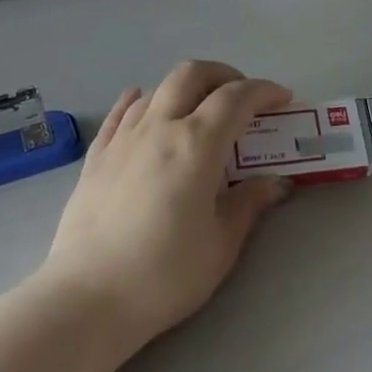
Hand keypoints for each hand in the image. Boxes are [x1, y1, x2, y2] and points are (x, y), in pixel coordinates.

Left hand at [42, 61, 291, 342]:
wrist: (89, 297)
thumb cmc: (165, 273)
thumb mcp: (221, 244)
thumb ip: (249, 204)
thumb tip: (276, 183)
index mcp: (197, 144)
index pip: (236, 97)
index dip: (264, 90)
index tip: (282, 99)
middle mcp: (159, 127)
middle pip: (192, 74)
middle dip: (223, 75)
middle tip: (241, 98)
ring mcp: (123, 138)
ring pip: (157, 89)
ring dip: (185, 89)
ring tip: (198, 111)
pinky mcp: (96, 156)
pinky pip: (122, 112)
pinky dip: (141, 100)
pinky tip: (145, 105)